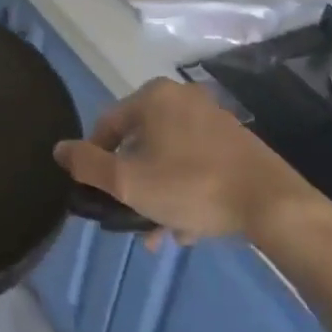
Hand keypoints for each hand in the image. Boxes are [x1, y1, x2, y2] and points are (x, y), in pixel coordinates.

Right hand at [54, 78, 331, 247]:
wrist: (272, 204)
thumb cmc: (191, 186)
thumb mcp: (128, 182)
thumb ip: (86, 164)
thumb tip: (59, 149)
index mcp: (152, 97)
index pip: (107, 126)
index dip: (97, 162)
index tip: (100, 196)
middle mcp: (181, 98)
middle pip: (139, 143)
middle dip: (132, 184)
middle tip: (130, 218)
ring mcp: (212, 118)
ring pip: (169, 157)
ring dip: (158, 193)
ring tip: (158, 233)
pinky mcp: (235, 142)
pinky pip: (196, 163)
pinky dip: (185, 189)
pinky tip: (187, 228)